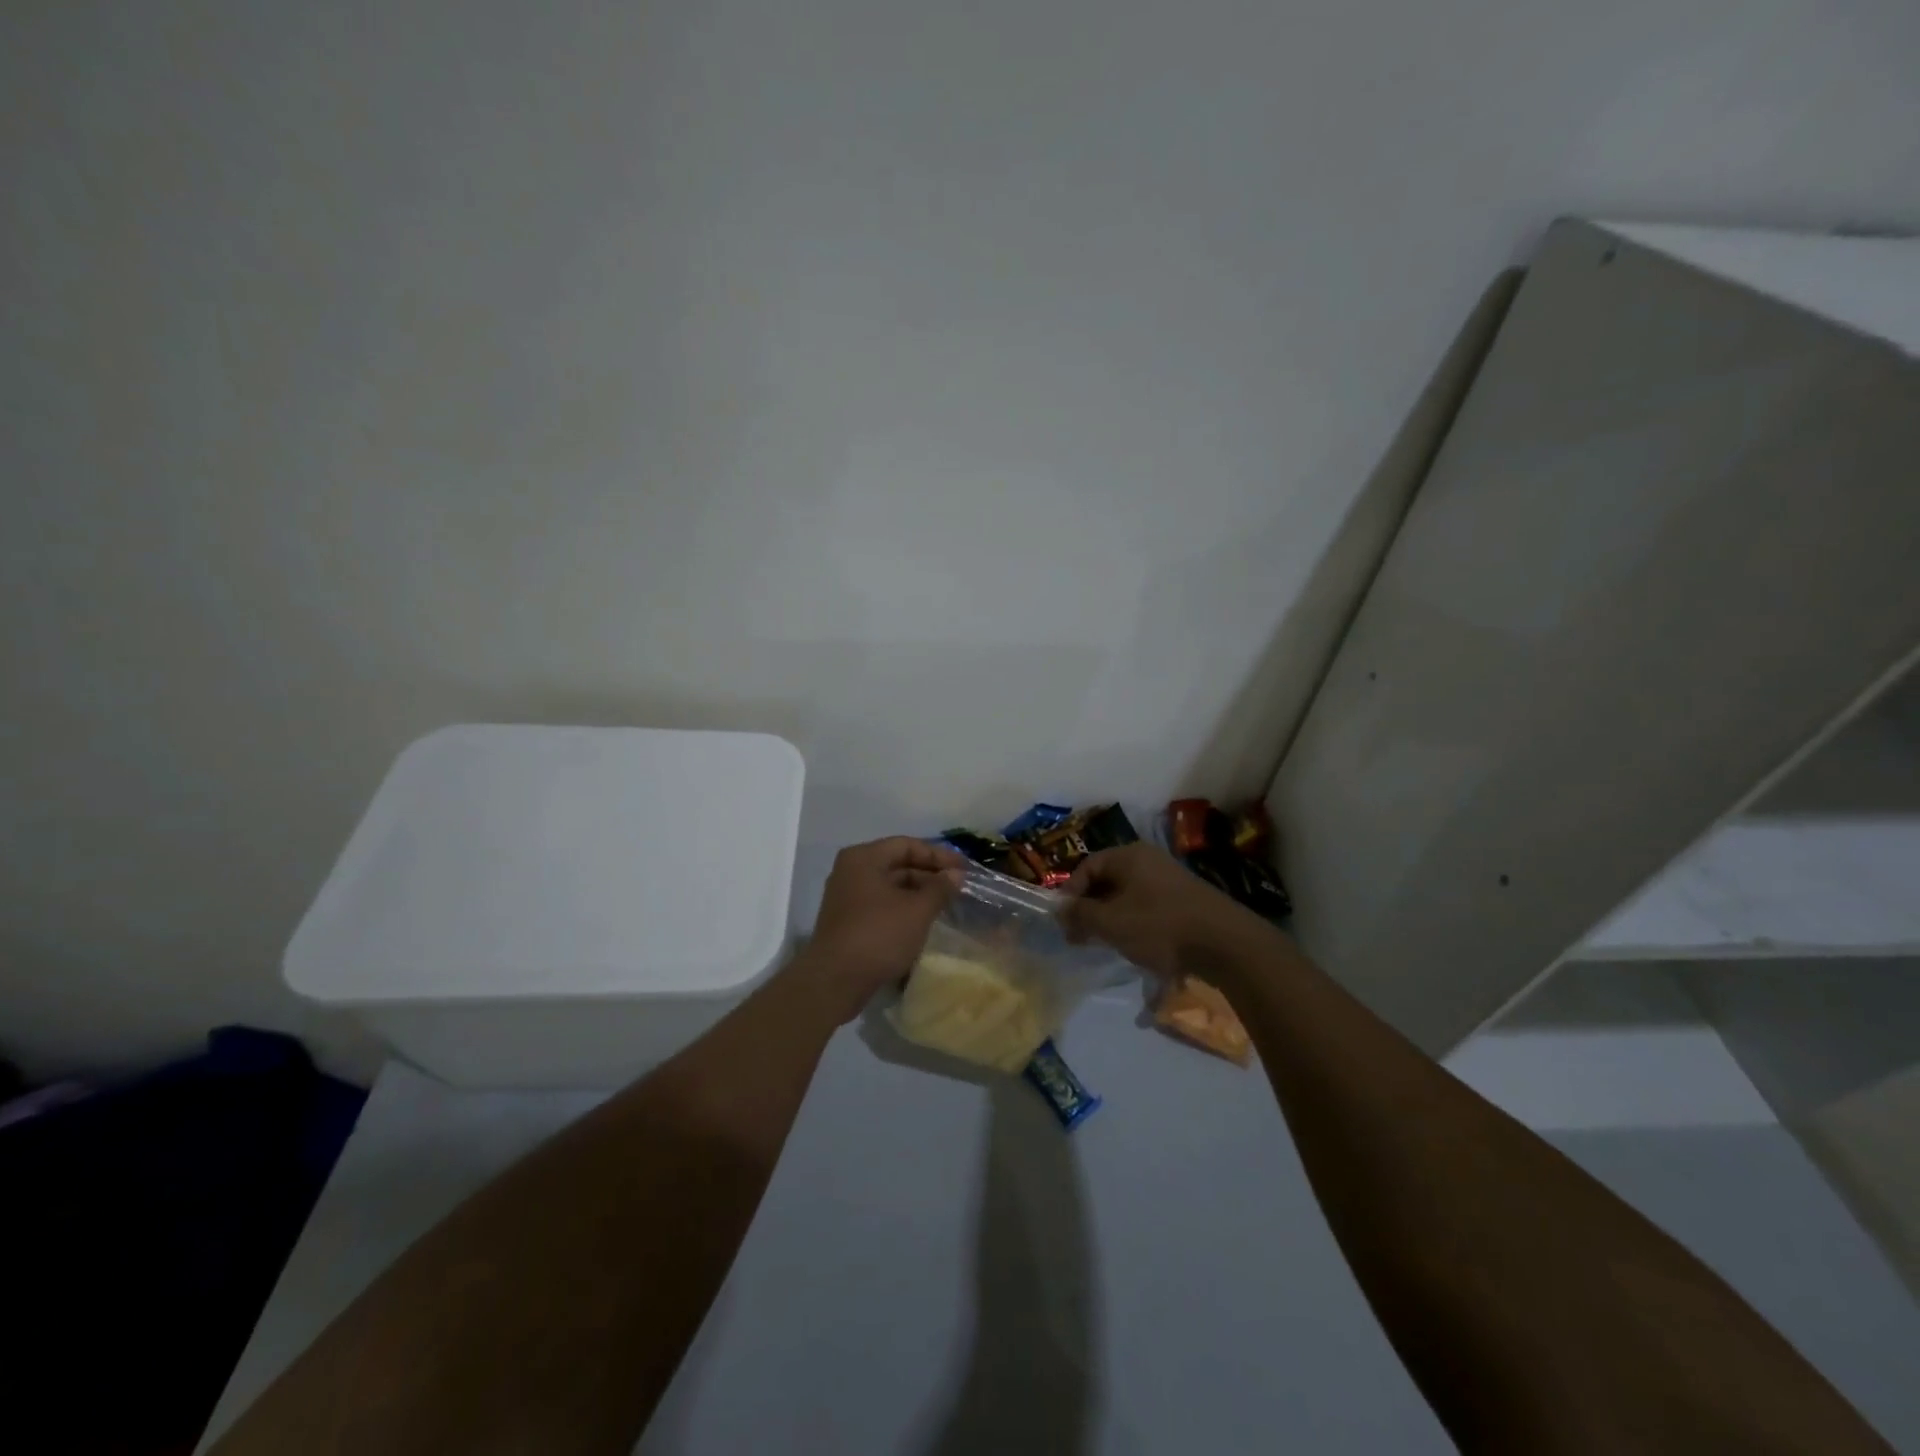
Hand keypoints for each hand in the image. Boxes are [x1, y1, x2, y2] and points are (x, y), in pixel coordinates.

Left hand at [793, 837, 966, 1019]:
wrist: (834, 981)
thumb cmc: (878, 936)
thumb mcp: (917, 911)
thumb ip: (939, 888)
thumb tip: (956, 875)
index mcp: (864, 858)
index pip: (907, 845)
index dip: (939, 855)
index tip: (965, 868)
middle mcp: (851, 871)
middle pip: (897, 864)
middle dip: (929, 874)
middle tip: (958, 887)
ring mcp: (846, 897)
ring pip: (890, 886)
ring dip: (918, 893)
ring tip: (945, 904)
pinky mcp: (847, 921)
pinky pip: (881, 905)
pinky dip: (903, 908)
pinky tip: (922, 922)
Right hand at [1062, 842, 1270, 980]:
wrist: (1224, 944)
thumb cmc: (1160, 926)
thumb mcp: (1111, 922)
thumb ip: (1080, 914)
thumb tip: (1059, 909)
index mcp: (1129, 855)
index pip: (1087, 866)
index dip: (1070, 893)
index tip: (1064, 921)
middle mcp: (1149, 860)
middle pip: (1107, 880)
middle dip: (1090, 908)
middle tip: (1080, 936)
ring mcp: (1170, 880)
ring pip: (1128, 896)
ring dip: (1112, 918)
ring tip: (1105, 944)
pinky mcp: (1185, 902)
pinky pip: (1148, 907)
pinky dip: (1135, 924)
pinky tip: (1136, 947)